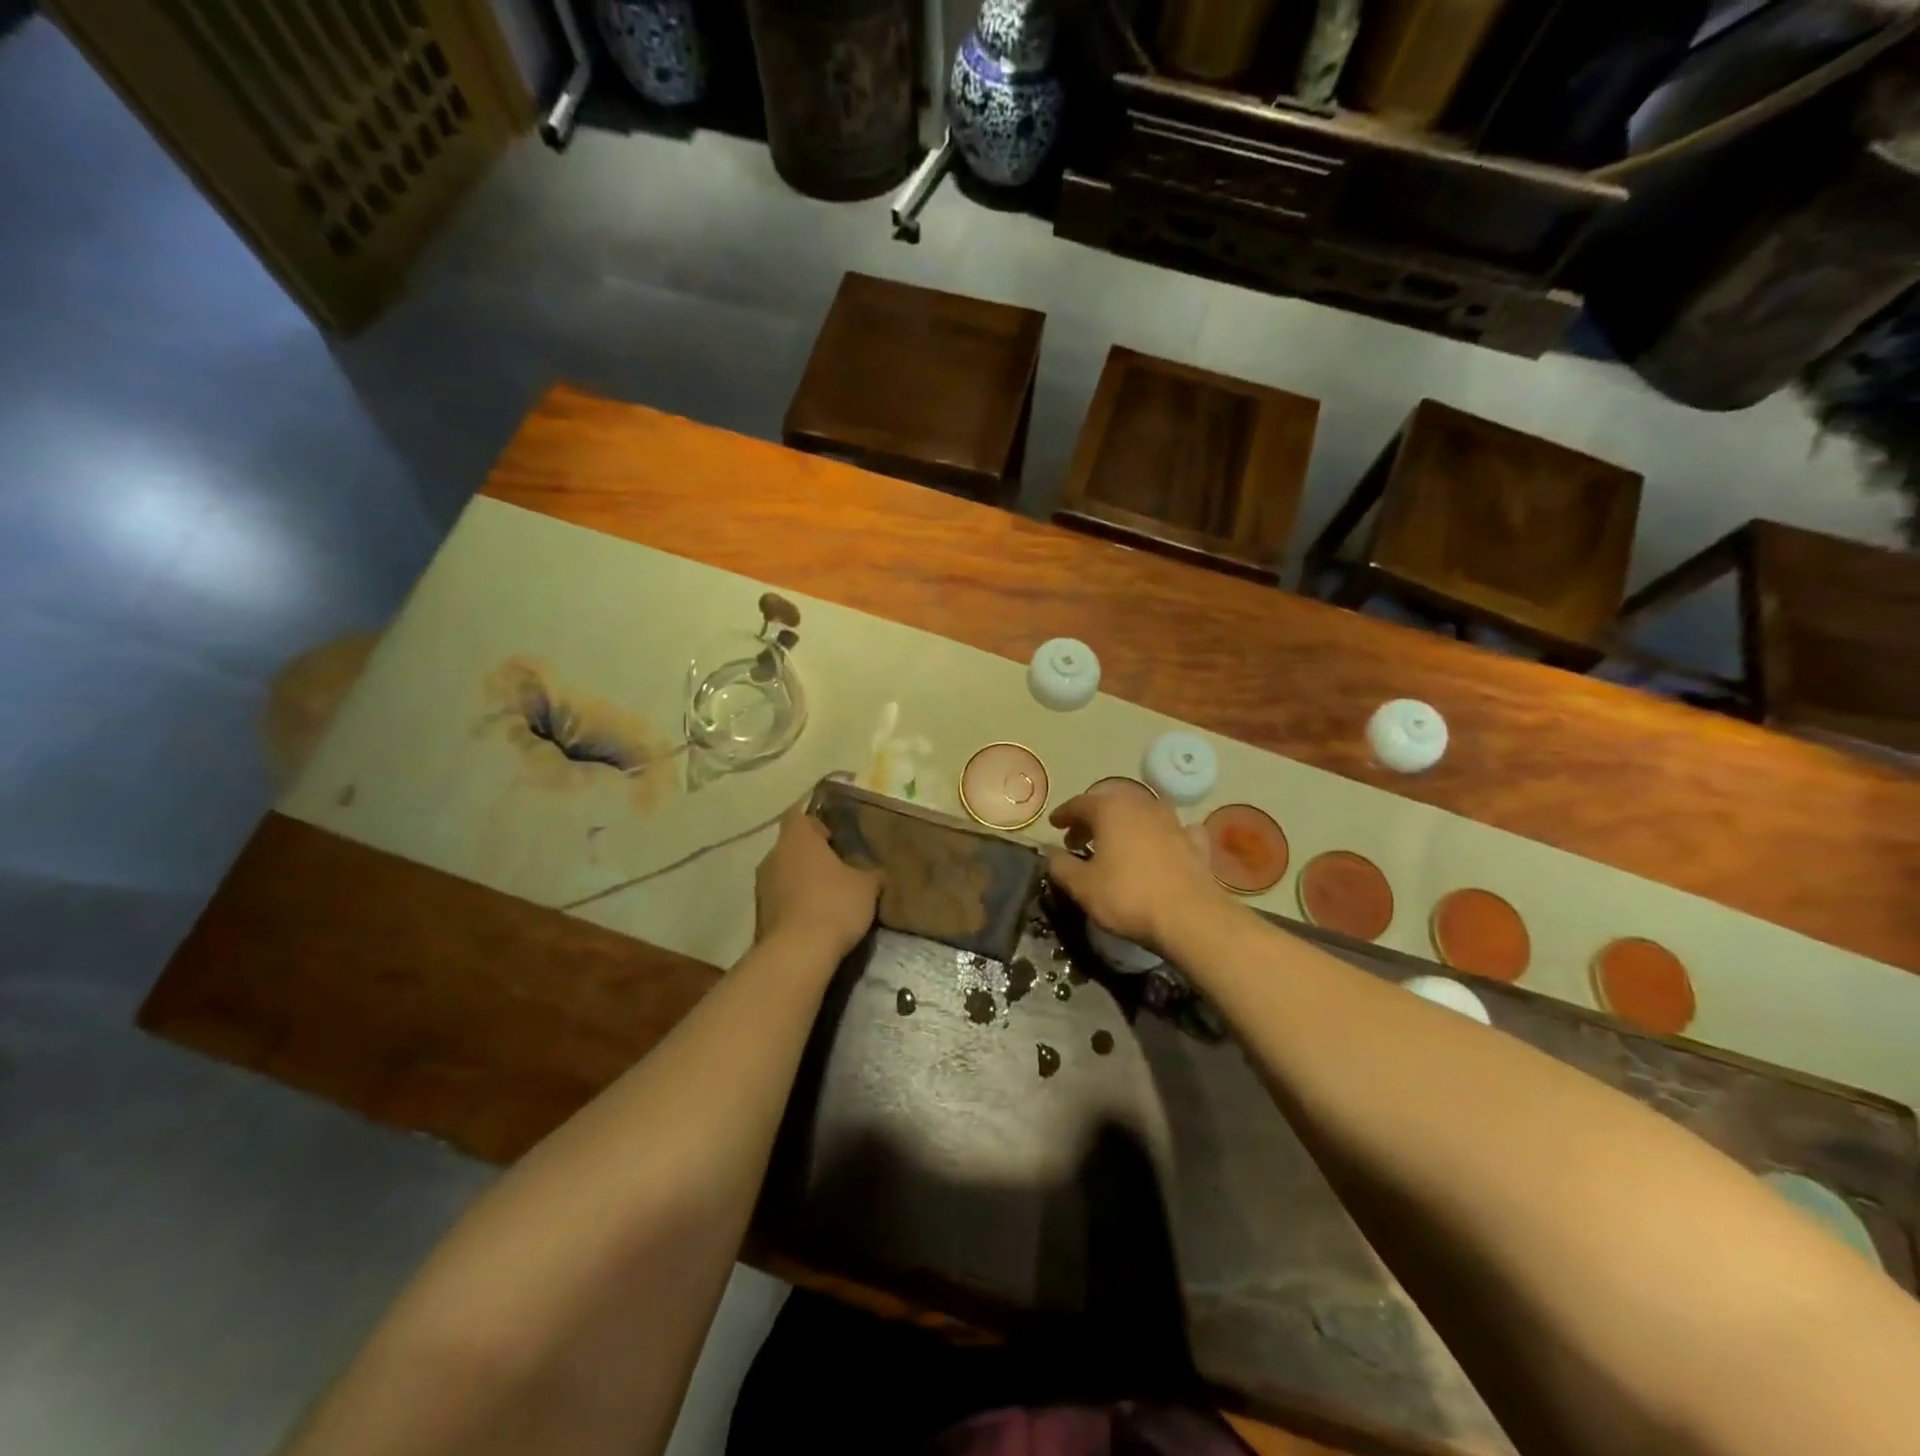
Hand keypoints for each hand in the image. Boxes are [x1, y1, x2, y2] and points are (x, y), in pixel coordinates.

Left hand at [754, 803, 881, 960]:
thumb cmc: (834, 905)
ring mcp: (761, 886)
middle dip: (811, 856)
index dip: (816, 824)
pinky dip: (793, 904)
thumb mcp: (867, 887)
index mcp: (797, 839)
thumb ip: (871, 873)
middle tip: (837, 871)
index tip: (835, 840)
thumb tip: (875, 872)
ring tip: (827, 899)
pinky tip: (814, 920)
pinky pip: (779, 899)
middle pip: (791, 846)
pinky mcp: (759, 915)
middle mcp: (773, 856)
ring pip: (783, 873)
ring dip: (801, 881)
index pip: (798, 816)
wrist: (798, 953)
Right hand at [1046, 790, 1226, 952]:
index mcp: (1111, 809)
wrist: (1189, 917)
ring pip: (1142, 813)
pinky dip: (1161, 836)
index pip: (1080, 803)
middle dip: (1092, 818)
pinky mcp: (1195, 842)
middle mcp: (1142, 805)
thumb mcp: (1082, 886)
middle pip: (1111, 803)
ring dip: (1125, 824)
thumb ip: (1061, 866)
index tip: (1054, 825)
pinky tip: (1161, 847)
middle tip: (1079, 839)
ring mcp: (1173, 821)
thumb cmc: (1127, 896)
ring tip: (1115, 844)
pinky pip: (1173, 830)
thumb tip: (1051, 854)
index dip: (1064, 814)